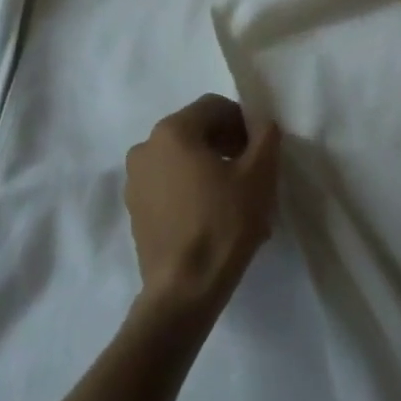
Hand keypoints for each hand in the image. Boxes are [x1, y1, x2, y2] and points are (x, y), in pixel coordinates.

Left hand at [124, 96, 280, 317]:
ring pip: (182, 160)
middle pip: (196, 132)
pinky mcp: (135, 210)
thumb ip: (265, 138)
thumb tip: (263, 124)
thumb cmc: (223, 224)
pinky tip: (214, 216)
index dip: (243, 122)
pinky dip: (191, 190)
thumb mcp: (259, 175)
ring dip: (210, 169)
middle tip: (252, 172)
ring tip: (236, 199)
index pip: (214, 107)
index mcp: (172, 130)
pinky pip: (169, 185)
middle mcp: (146, 147)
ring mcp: (135, 180)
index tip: (261, 149)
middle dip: (227, 146)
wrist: (183, 292)